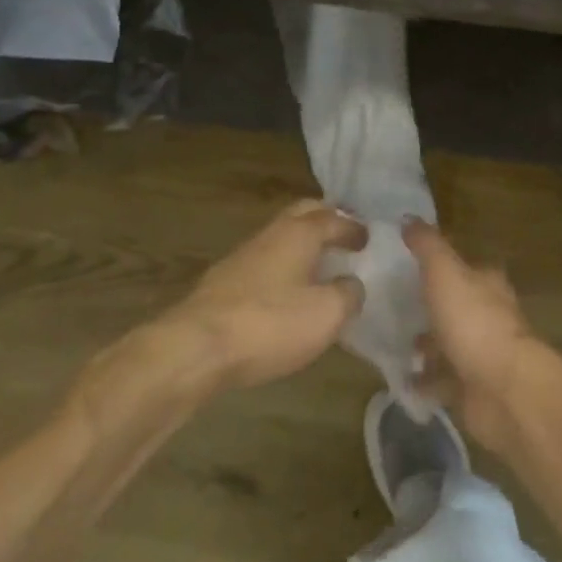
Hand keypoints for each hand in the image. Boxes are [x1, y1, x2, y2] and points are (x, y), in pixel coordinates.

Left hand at [159, 199, 367, 391]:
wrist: (195, 348)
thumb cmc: (270, 323)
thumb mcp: (326, 314)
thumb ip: (348, 294)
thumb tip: (352, 285)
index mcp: (299, 233)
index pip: (333, 218)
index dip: (353, 227)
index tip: (367, 238)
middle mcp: (271, 234)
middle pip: (302, 213)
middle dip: (324, 219)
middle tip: (342, 234)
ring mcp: (242, 256)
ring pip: (279, 237)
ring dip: (301, 244)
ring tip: (317, 265)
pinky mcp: (222, 282)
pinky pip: (263, 262)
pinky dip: (282, 267)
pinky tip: (285, 291)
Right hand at [405, 218, 557, 452]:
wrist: (503, 390)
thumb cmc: (473, 321)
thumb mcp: (444, 271)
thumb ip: (427, 245)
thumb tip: (408, 217)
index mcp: (487, 283)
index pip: (465, 267)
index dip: (440, 265)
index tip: (410, 266)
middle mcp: (489, 315)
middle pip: (457, 306)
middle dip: (430, 308)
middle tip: (394, 307)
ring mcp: (483, 354)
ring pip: (450, 344)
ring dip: (426, 346)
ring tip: (392, 343)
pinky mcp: (474, 389)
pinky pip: (444, 382)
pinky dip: (425, 382)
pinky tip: (401, 379)